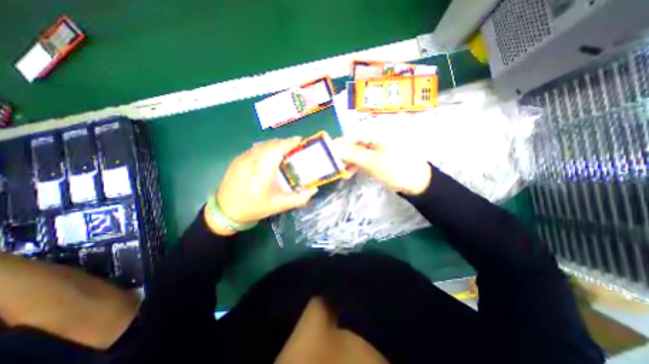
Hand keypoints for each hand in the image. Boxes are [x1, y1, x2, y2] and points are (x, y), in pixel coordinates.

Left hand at [207, 138, 317, 234]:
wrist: (226, 211)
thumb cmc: (254, 208)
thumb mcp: (278, 206)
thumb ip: (298, 198)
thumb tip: (313, 190)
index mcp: (261, 172)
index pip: (276, 150)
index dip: (288, 143)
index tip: (300, 141)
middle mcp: (251, 161)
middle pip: (270, 144)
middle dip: (284, 142)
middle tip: (296, 146)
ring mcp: (242, 159)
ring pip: (262, 145)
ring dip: (275, 144)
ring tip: (285, 149)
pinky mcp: (237, 159)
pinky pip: (255, 149)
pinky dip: (266, 148)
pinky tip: (270, 155)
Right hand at [335, 138, 429, 195]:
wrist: (418, 183)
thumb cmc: (397, 170)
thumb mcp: (372, 162)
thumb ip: (351, 153)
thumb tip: (332, 147)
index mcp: (380, 128)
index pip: (352, 133)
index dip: (339, 145)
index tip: (329, 157)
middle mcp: (379, 129)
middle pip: (354, 140)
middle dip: (345, 154)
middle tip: (336, 167)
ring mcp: (380, 140)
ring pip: (358, 147)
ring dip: (350, 160)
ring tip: (344, 172)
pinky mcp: (380, 149)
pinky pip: (364, 152)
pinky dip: (358, 161)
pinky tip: (351, 171)